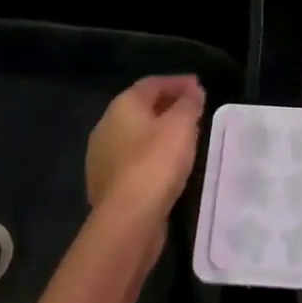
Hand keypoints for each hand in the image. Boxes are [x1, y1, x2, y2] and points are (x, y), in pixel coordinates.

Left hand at [85, 75, 205, 228]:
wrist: (128, 219)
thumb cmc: (156, 162)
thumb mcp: (181, 126)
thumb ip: (189, 104)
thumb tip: (192, 91)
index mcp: (122, 106)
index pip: (151, 84)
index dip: (177, 82)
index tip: (199, 87)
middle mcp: (106, 126)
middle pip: (141, 108)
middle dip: (168, 106)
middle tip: (193, 110)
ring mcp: (102, 157)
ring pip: (136, 135)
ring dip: (159, 132)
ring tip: (185, 137)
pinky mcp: (107, 184)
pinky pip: (133, 159)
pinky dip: (151, 155)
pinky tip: (168, 165)